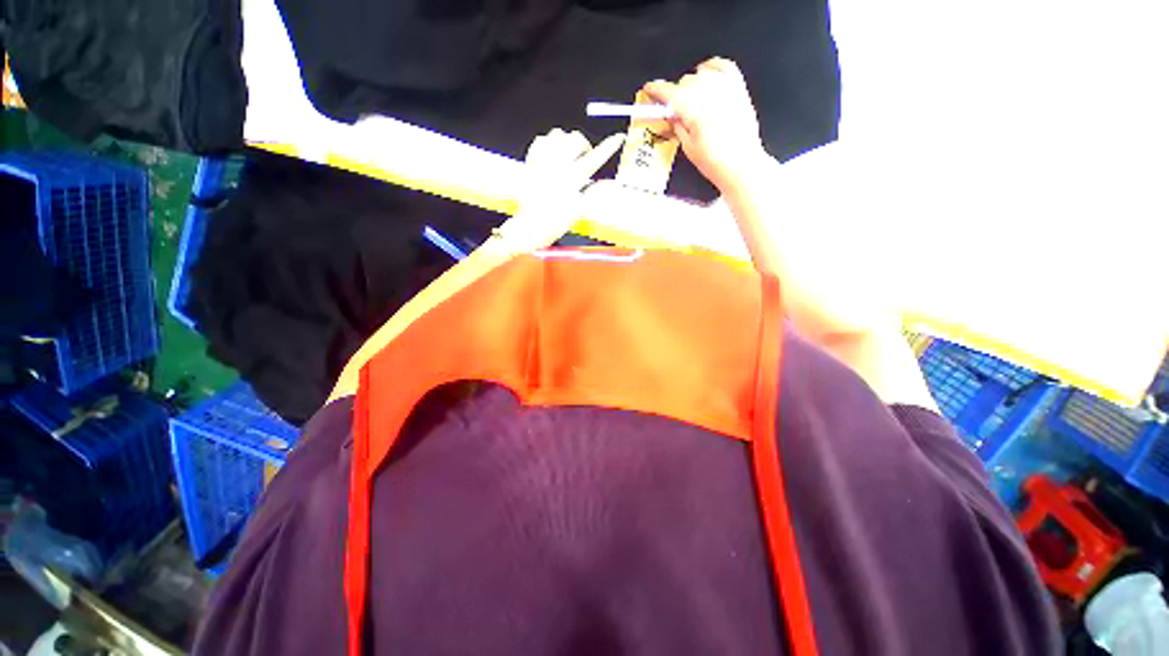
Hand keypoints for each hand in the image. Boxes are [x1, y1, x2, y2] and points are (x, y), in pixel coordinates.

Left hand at [495, 129, 624, 251]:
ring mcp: (543, 162)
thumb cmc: (555, 222)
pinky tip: (551, 152)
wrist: (531, 226)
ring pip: (557, 135)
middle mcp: (558, 166)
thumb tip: (609, 183)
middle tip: (584, 155)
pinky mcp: (531, 163)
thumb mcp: (579, 210)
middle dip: (584, 145)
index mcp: (573, 179)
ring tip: (567, 152)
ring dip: (566, 140)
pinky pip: (540, 141)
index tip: (618, 137)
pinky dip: (547, 142)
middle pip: (576, 139)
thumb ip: (593, 193)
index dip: (608, 146)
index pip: (595, 158)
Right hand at [643, 58, 766, 192]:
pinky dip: (713, 67)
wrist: (741, 164)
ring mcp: (726, 89)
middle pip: (684, 82)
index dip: (656, 90)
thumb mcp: (688, 147)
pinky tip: (707, 73)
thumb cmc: (716, 161)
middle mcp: (709, 94)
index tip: (649, 90)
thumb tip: (670, 115)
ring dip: (692, 84)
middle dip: (676, 94)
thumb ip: (678, 126)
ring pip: (701, 74)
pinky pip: (725, 66)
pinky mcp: (739, 89)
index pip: (669, 92)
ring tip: (691, 100)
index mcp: (693, 109)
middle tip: (673, 110)